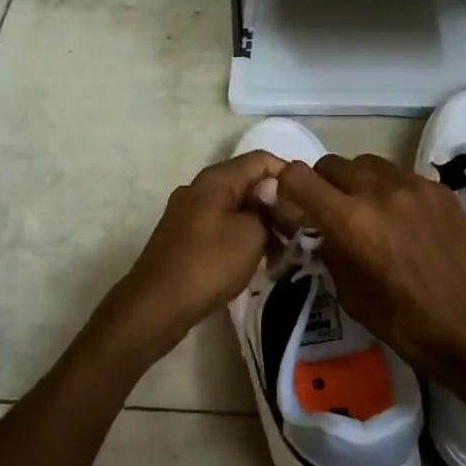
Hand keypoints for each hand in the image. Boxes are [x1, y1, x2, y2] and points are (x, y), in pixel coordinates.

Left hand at [93, 150, 286, 369]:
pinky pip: (220, 226)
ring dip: (260, 222)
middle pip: (246, 182)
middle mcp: (199, 188)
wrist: (156, 306)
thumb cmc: (208, 264)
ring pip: (234, 206)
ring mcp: (188, 213)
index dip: (288, 174)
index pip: (261, 159)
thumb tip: (273, 200)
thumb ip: (269, 210)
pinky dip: (241, 236)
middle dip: (275, 202)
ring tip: (282, 248)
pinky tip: (256, 259)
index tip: (309, 200)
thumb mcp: (252, 235)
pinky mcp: (184, 237)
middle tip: (300, 228)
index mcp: (215, 179)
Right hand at [275, 155, 465, 381]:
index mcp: (350, 221)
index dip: (286, 185)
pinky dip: (389, 189)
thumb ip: (329, 250)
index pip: (298, 176)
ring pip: (366, 163)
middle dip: (322, 183)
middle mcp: (378, 191)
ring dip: (356, 181)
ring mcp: (412, 185)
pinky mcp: (438, 188)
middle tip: (330, 210)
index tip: (290, 202)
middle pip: (331, 164)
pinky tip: (402, 217)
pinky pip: (400, 174)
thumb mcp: (351, 295)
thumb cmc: (407, 323)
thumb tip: (318, 229)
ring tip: (367, 209)